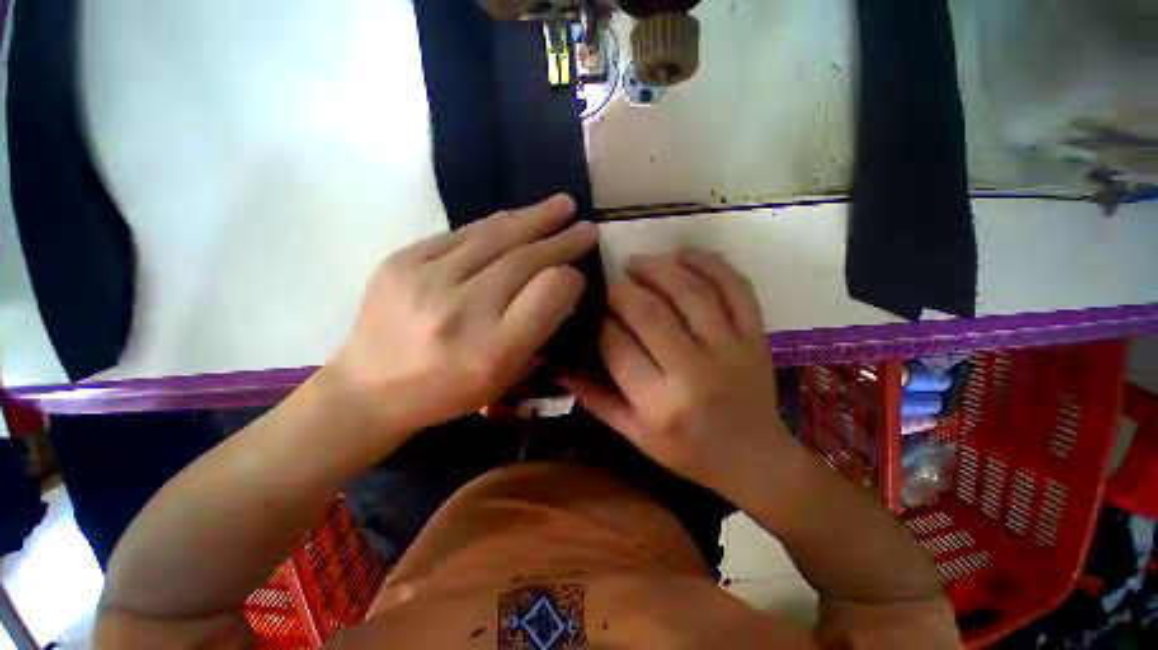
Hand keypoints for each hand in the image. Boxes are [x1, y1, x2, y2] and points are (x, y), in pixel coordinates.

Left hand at [328, 194, 596, 432]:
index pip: (547, 294)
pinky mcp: (400, 261)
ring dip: (533, 218)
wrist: (369, 389)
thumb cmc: (447, 390)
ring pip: (494, 237)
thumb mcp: (505, 376)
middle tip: (586, 227)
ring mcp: (425, 280)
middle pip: (523, 260)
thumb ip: (537, 329)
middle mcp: (461, 311)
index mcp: (492, 350)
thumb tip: (561, 282)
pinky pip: (461, 233)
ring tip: (561, 205)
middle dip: (561, 240)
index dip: (569, 278)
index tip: (579, 271)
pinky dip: (494, 224)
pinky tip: (515, 217)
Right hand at [562, 247, 790, 490]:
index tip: (590, 310)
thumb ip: (596, 398)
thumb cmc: (688, 452)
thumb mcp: (633, 435)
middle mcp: (694, 371)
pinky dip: (710, 262)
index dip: (598, 321)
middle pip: (648, 311)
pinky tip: (683, 253)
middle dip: (620, 289)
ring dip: (657, 267)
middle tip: (609, 282)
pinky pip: (735, 287)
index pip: (616, 345)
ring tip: (636, 262)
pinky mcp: (756, 335)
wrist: (755, 459)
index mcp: (659, 403)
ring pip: (689, 291)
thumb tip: (560, 364)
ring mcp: (731, 348)